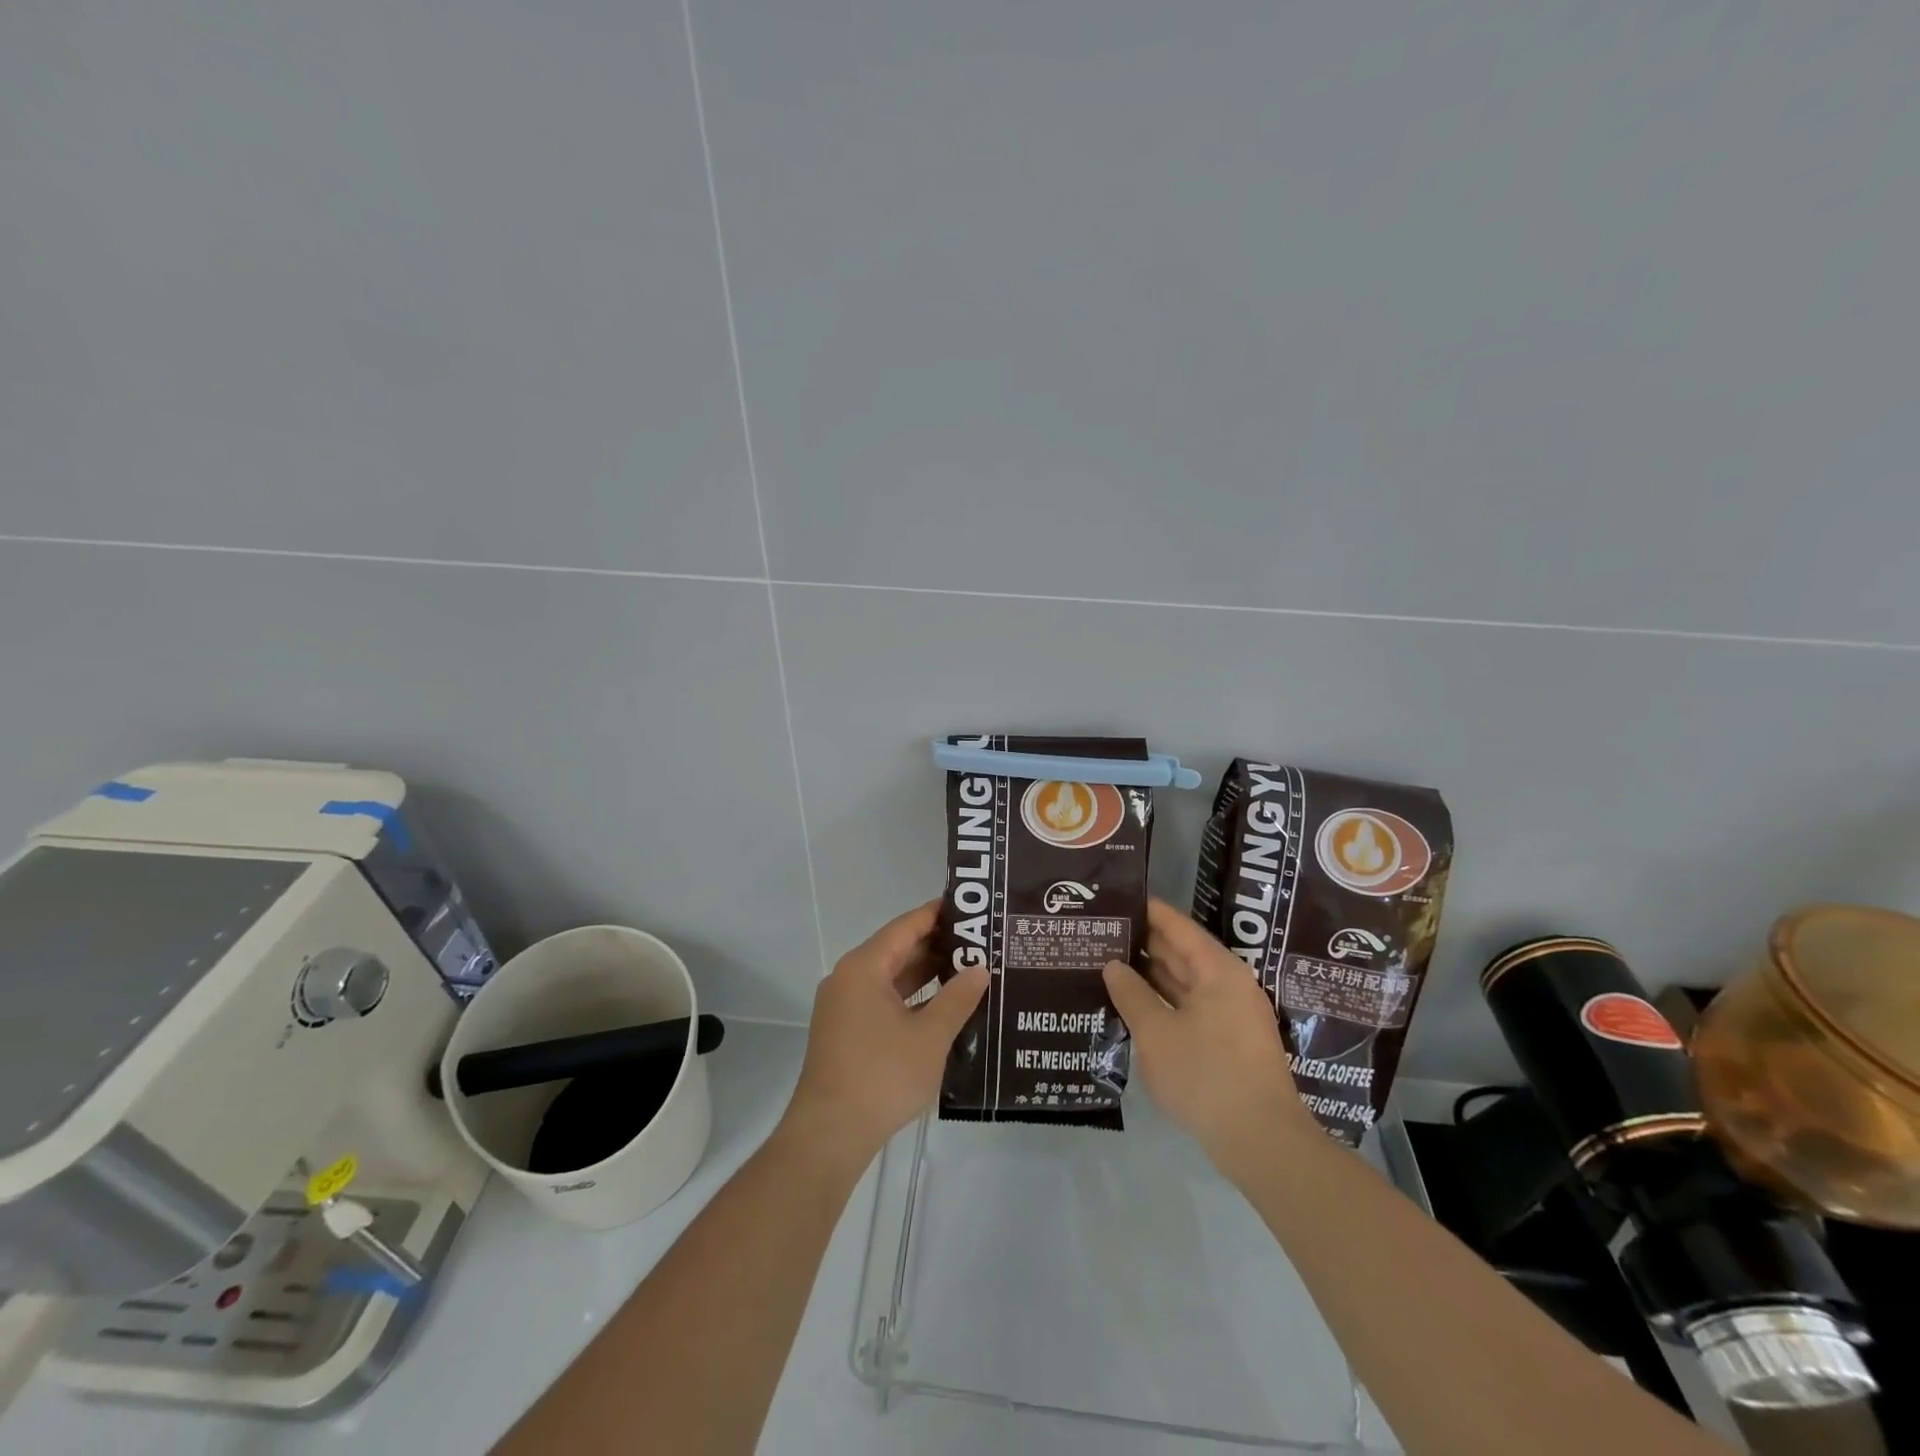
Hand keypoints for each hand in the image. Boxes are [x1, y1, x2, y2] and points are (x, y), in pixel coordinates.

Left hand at [781, 902, 988, 1173]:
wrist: (830, 1133)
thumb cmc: (882, 1075)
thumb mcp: (930, 1036)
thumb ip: (958, 998)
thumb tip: (980, 969)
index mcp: (864, 967)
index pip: (906, 926)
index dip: (938, 914)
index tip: (971, 908)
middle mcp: (849, 978)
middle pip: (897, 949)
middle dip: (937, 946)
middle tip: (980, 942)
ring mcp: (844, 1006)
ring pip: (891, 977)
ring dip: (926, 974)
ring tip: (969, 970)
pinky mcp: (846, 1031)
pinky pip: (883, 1000)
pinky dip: (911, 998)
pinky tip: (943, 1006)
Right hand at [1103, 899, 1315, 1175]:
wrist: (1261, 1140)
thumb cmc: (1205, 1074)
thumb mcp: (1156, 1032)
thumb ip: (1131, 994)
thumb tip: (1113, 965)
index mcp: (1217, 970)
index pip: (1177, 926)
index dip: (1147, 911)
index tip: (1116, 900)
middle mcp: (1230, 984)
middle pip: (1183, 952)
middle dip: (1144, 944)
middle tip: (1104, 934)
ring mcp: (1233, 1014)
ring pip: (1187, 982)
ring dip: (1153, 975)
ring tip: (1111, 964)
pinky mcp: (1231, 1042)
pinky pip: (1193, 1007)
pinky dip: (1166, 1001)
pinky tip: (1137, 1006)